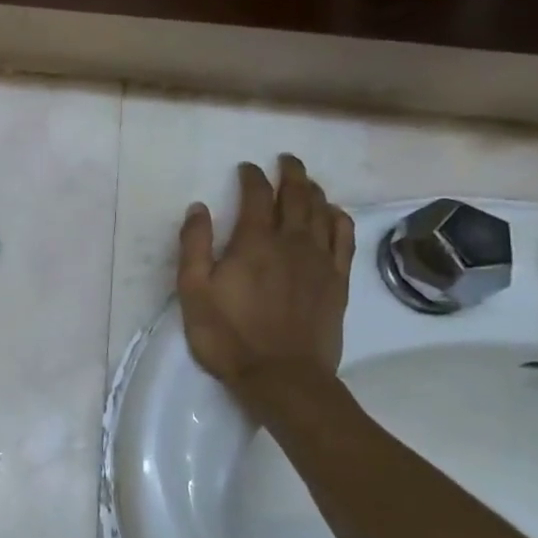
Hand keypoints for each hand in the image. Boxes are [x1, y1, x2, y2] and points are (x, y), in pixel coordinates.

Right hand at [176, 154, 354, 405]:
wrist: (283, 378)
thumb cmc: (229, 336)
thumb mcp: (194, 292)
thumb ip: (194, 246)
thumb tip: (199, 208)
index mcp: (254, 243)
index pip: (256, 196)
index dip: (251, 177)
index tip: (246, 168)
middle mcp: (291, 242)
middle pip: (296, 196)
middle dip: (290, 173)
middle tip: (285, 160)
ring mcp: (319, 261)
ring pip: (322, 213)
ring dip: (314, 191)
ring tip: (306, 181)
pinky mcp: (337, 281)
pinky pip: (343, 239)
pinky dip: (339, 218)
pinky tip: (334, 213)